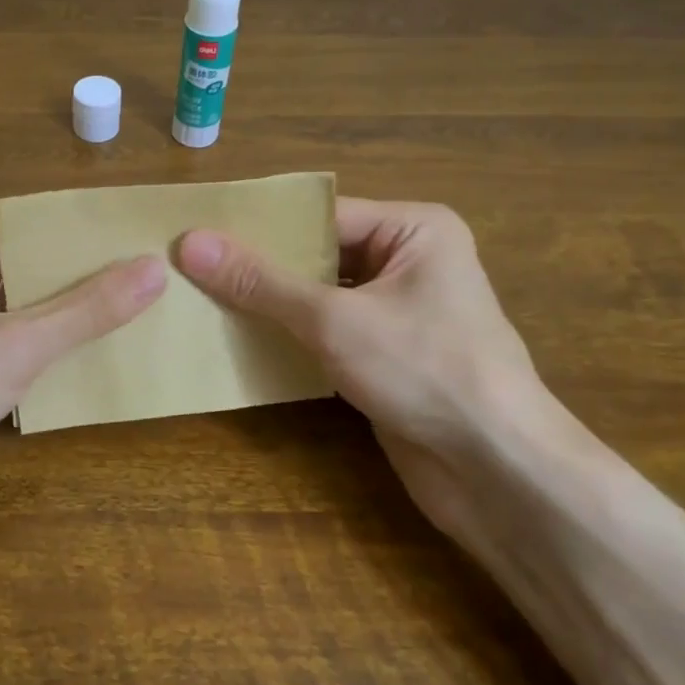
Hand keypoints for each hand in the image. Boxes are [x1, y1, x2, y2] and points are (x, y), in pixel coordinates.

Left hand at [0, 228, 165, 548]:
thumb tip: (155, 268)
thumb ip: (88, 309)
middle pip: (14, 279)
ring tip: (128, 323)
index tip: (131, 253)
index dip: (71, 248)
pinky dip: (34, 362)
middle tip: (142, 289)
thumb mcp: (19, 345)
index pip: (15, 239)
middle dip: (70, 290)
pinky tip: (83, 367)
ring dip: (56, 329)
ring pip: (8, 322)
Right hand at [176, 201, 537, 530]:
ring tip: (201, 301)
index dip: (259, 226)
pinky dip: (289, 337)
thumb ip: (261, 282)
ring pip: (319, 297)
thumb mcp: (333, 319)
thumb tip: (191, 243)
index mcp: (413, 230)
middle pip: (317, 255)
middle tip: (189, 269)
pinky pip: (327, 334)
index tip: (197, 234)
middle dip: (259, 268)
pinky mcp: (386, 356)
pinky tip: (239, 341)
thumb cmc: (424, 370)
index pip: (320, 215)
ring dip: (270, 306)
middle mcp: (408, 262)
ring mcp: (398, 313)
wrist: (495, 469)